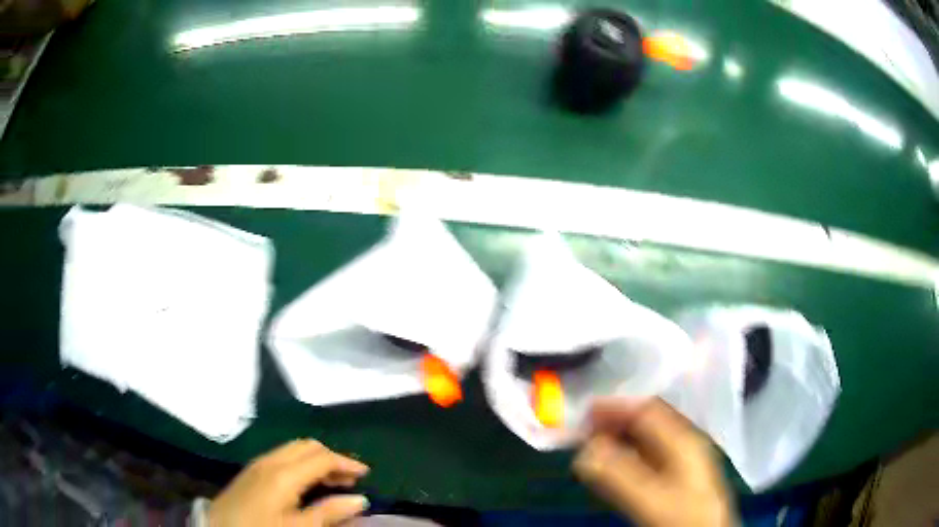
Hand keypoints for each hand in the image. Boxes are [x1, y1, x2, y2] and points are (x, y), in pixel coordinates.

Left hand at [208, 439, 369, 526]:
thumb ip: (329, 512)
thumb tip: (360, 499)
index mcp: (283, 473)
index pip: (321, 457)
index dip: (346, 463)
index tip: (366, 474)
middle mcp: (271, 461)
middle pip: (307, 446)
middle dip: (332, 458)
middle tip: (351, 478)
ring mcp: (258, 464)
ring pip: (294, 450)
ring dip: (317, 461)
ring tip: (335, 481)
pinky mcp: (252, 471)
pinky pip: (283, 457)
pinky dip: (302, 464)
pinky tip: (308, 482)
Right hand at [574, 398, 735, 526]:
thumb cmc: (683, 517)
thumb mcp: (652, 497)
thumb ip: (619, 474)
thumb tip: (584, 450)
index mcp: (684, 439)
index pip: (648, 409)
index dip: (617, 406)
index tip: (585, 411)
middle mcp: (683, 444)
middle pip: (646, 423)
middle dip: (613, 423)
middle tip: (581, 431)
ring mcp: (680, 463)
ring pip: (644, 443)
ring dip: (616, 442)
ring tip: (587, 448)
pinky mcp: (673, 482)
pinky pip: (644, 461)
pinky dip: (622, 459)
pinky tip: (608, 469)